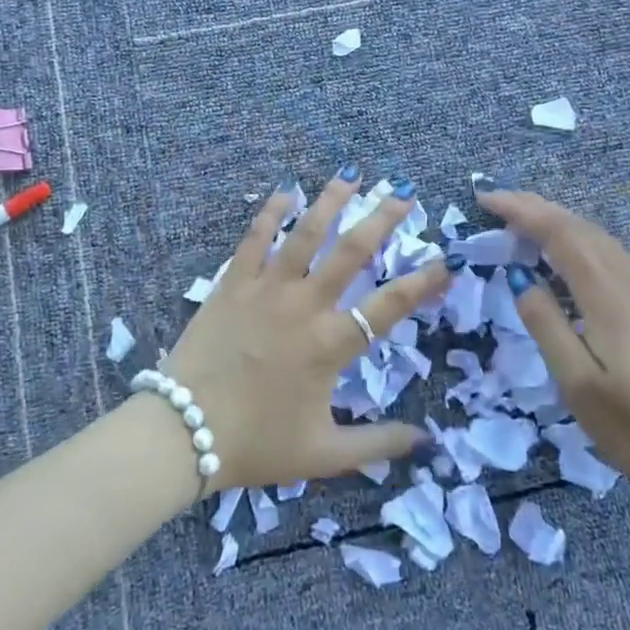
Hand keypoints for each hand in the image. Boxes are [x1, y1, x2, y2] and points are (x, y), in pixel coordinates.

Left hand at [160, 171, 450, 492]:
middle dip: (382, 218)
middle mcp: (304, 305)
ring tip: (351, 174)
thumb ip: (377, 445)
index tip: (445, 260)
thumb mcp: (324, 455)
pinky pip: (254, 238)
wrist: (183, 431)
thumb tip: (425, 441)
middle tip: (403, 192)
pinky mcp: (233, 282)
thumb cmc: (256, 444)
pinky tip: (286, 190)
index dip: (422, 281)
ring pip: (305, 233)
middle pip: (351, 251)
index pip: (389, 305)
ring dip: (331, 201)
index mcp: (331, 344)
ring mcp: (266, 288)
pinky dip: (271, 211)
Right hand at [477, 186, 629, 496]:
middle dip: (537, 207)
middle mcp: (629, 281)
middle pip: (580, 227)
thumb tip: (519, 277)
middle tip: (497, 199)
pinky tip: (567, 250)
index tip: (486, 199)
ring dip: (559, 219)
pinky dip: (579, 237)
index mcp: (607, 296)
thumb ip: (546, 324)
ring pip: (598, 237)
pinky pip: (610, 253)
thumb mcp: (577, 383)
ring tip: (524, 215)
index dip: (522, 211)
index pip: (559, 234)